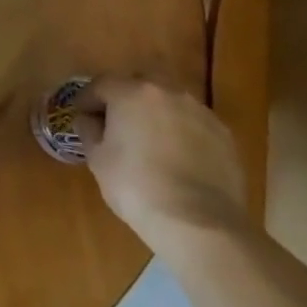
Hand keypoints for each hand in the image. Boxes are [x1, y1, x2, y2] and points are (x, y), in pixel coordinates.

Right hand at [70, 76, 247, 251]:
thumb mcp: (97, 159)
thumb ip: (89, 131)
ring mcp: (200, 112)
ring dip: (156, 113)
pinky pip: (193, 124)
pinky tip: (177, 157)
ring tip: (150, 140)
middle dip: (125, 98)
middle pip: (139, 84)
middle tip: (117, 123)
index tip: (82, 116)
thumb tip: (88, 120)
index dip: (87, 99)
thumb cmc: (136, 186)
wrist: (199, 223)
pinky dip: (181, 132)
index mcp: (131, 92)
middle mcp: (167, 92)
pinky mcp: (224, 136)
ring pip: (169, 102)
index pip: (101, 84)